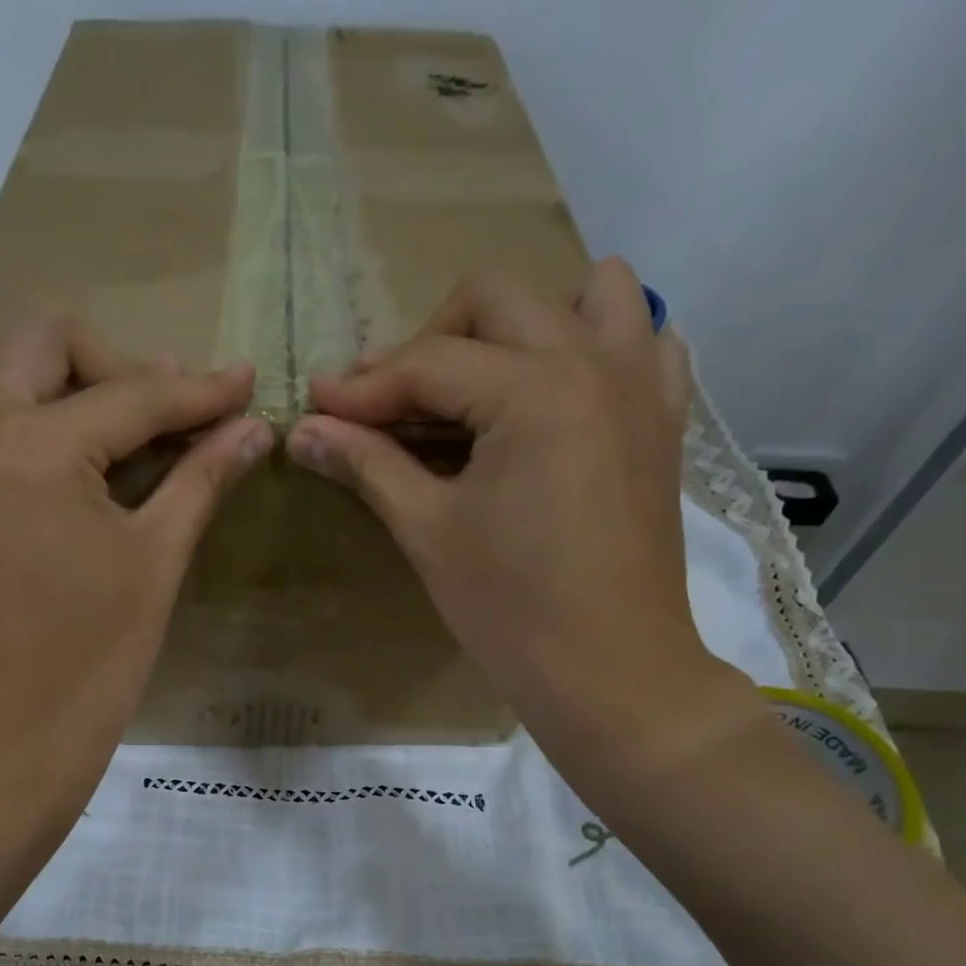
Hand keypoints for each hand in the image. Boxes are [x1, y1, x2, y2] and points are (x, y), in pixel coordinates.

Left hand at [0, 315, 266, 828]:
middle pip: (36, 341)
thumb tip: (255, 428)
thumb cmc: (95, 658)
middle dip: (109, 362)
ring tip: (56, 413)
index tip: (245, 385)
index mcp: (37, 445)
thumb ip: (202, 479)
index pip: (134, 394)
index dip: (201, 391)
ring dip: (6, 364)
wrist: (12, 741)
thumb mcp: (157, 561)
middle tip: (152, 415)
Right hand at [288, 261, 750, 773]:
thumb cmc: (511, 610)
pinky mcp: (663, 419)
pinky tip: (557, 394)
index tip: (315, 406)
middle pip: (496, 299)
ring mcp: (642, 384)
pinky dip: (594, 345)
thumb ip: (367, 465)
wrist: (610, 672)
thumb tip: (302, 432)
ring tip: (481, 383)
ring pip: (585, 293)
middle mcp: (596, 361)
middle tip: (391, 405)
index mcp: (535, 390)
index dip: (362, 386)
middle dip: (429, 341)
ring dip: (521, 322)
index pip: (429, 362)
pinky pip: (642, 340)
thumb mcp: (429, 532)